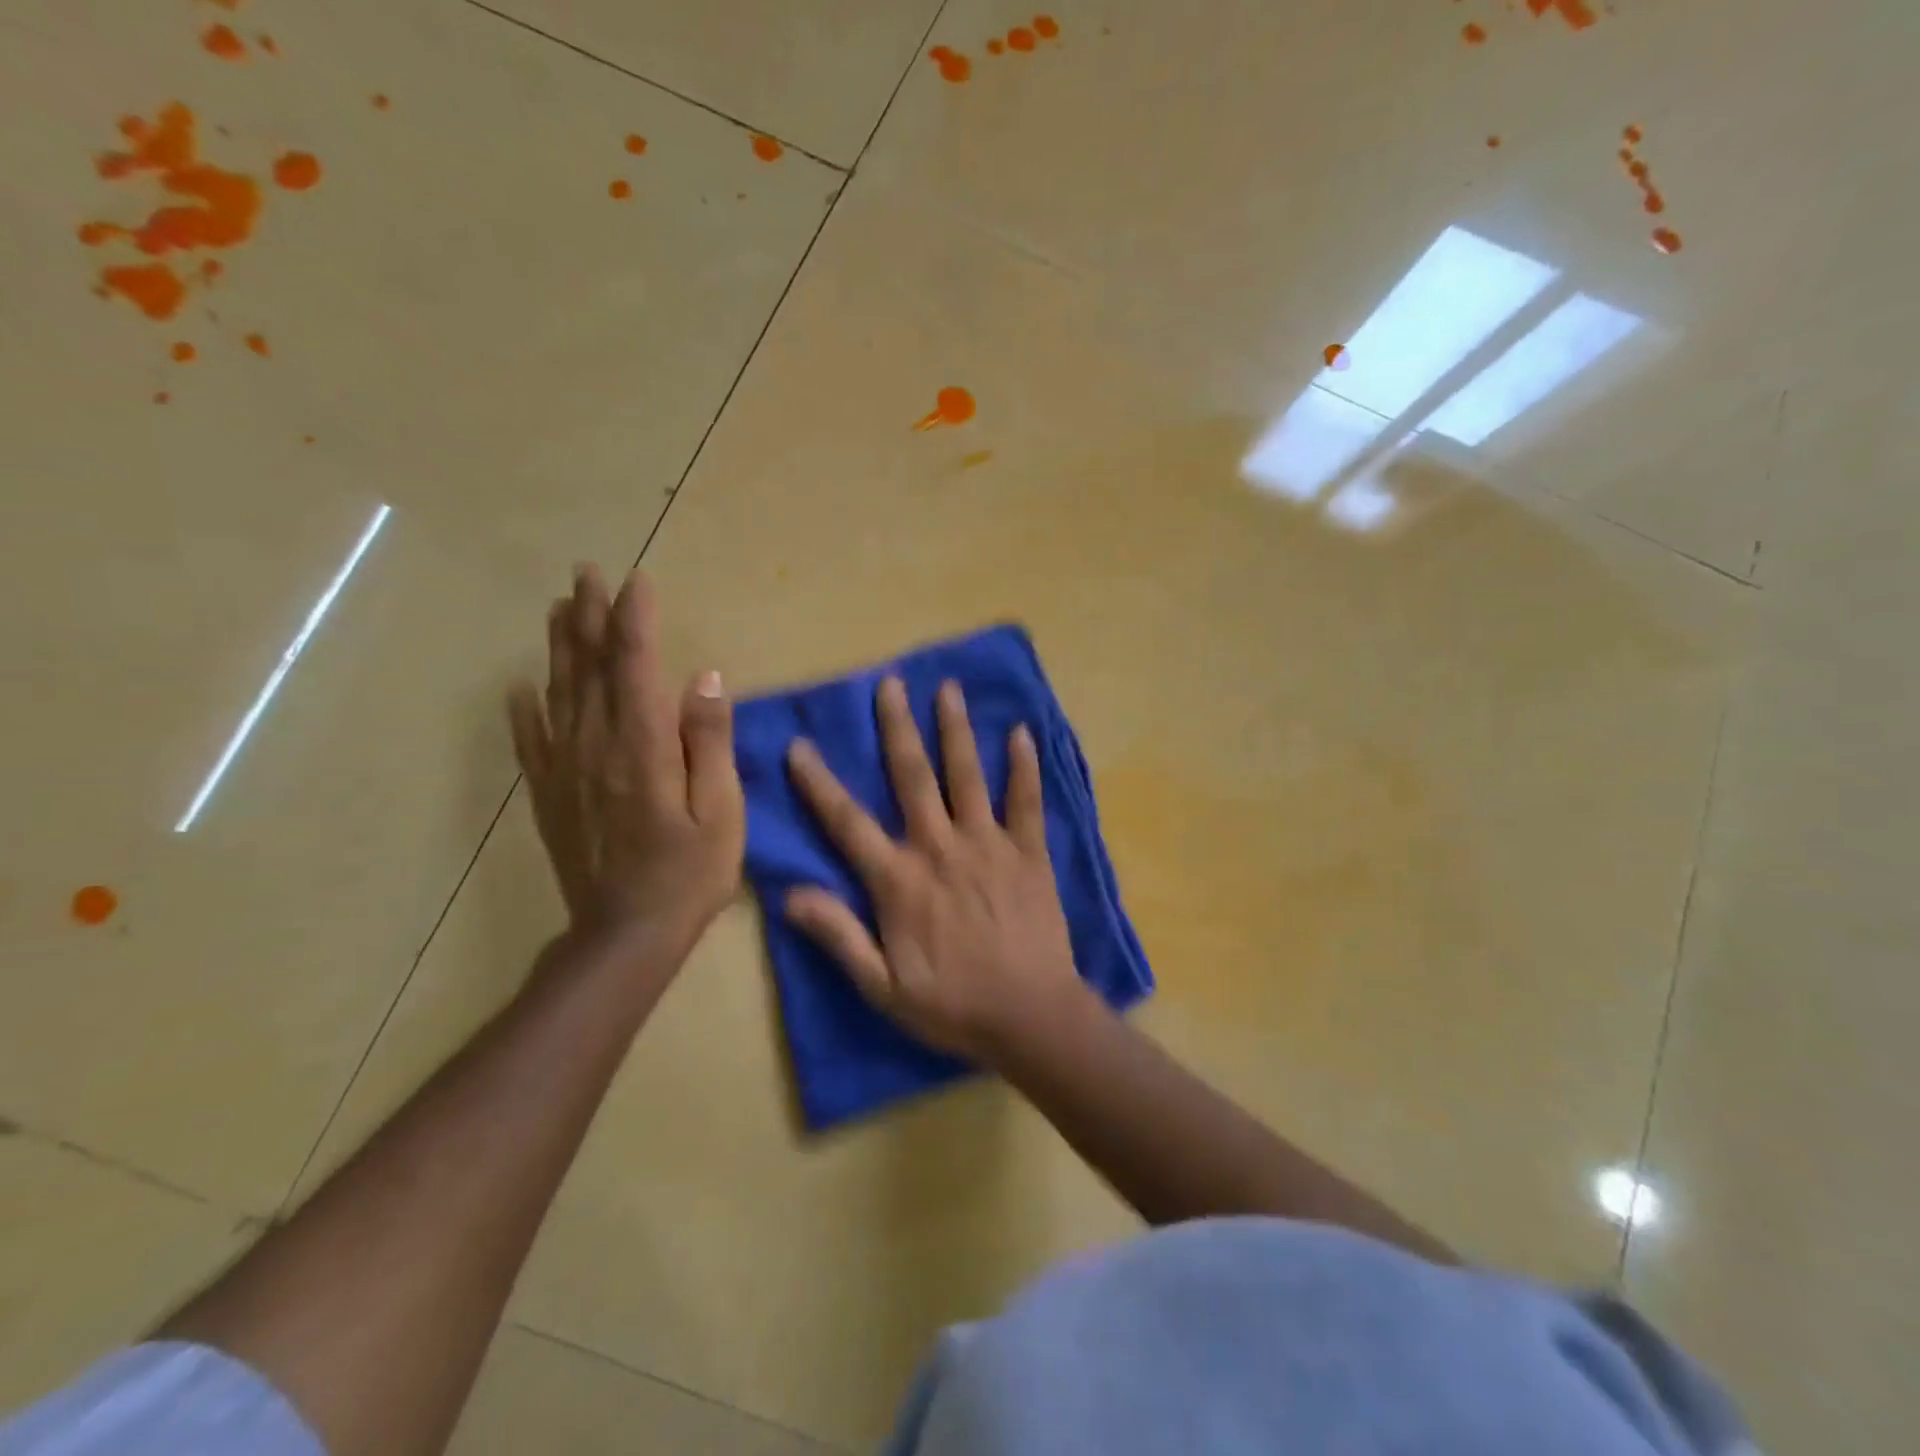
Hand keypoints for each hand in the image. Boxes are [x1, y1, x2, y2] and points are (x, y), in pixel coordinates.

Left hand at [508, 566, 743, 959]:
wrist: (625, 935)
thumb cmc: (689, 873)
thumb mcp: (721, 810)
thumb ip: (709, 742)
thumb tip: (704, 678)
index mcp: (642, 746)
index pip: (634, 665)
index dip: (635, 620)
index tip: (636, 582)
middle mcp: (596, 745)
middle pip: (590, 668)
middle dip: (591, 617)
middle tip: (586, 574)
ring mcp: (566, 769)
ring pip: (559, 693)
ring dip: (561, 647)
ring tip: (560, 608)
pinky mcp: (552, 794)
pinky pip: (533, 740)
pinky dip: (526, 708)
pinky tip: (521, 687)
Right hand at [783, 677, 1085, 1063]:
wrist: (1031, 1016)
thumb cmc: (952, 1006)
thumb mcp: (882, 986)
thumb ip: (838, 935)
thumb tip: (789, 894)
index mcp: (899, 880)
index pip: (848, 822)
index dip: (819, 783)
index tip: (801, 745)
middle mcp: (939, 848)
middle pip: (913, 777)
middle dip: (898, 728)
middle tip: (890, 683)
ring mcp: (988, 845)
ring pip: (966, 775)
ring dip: (955, 729)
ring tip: (949, 688)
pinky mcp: (1029, 852)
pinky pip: (1026, 801)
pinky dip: (1024, 766)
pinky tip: (1021, 732)